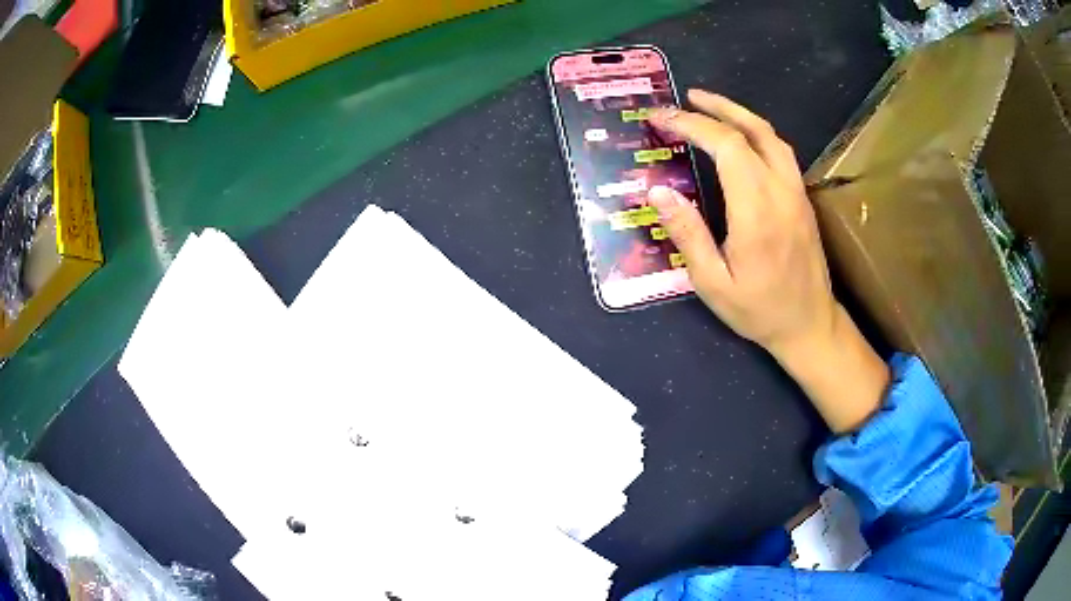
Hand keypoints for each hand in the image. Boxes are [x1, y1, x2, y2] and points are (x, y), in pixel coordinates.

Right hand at [647, 90, 888, 432]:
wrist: (810, 325)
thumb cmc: (758, 310)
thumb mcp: (713, 283)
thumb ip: (688, 234)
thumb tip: (659, 191)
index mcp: (756, 211)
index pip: (726, 146)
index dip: (691, 125)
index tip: (661, 118)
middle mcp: (781, 192)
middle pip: (752, 130)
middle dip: (716, 108)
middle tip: (686, 98)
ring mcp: (797, 193)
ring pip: (772, 136)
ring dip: (740, 114)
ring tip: (711, 107)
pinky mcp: (802, 199)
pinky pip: (781, 152)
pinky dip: (756, 132)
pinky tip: (741, 137)